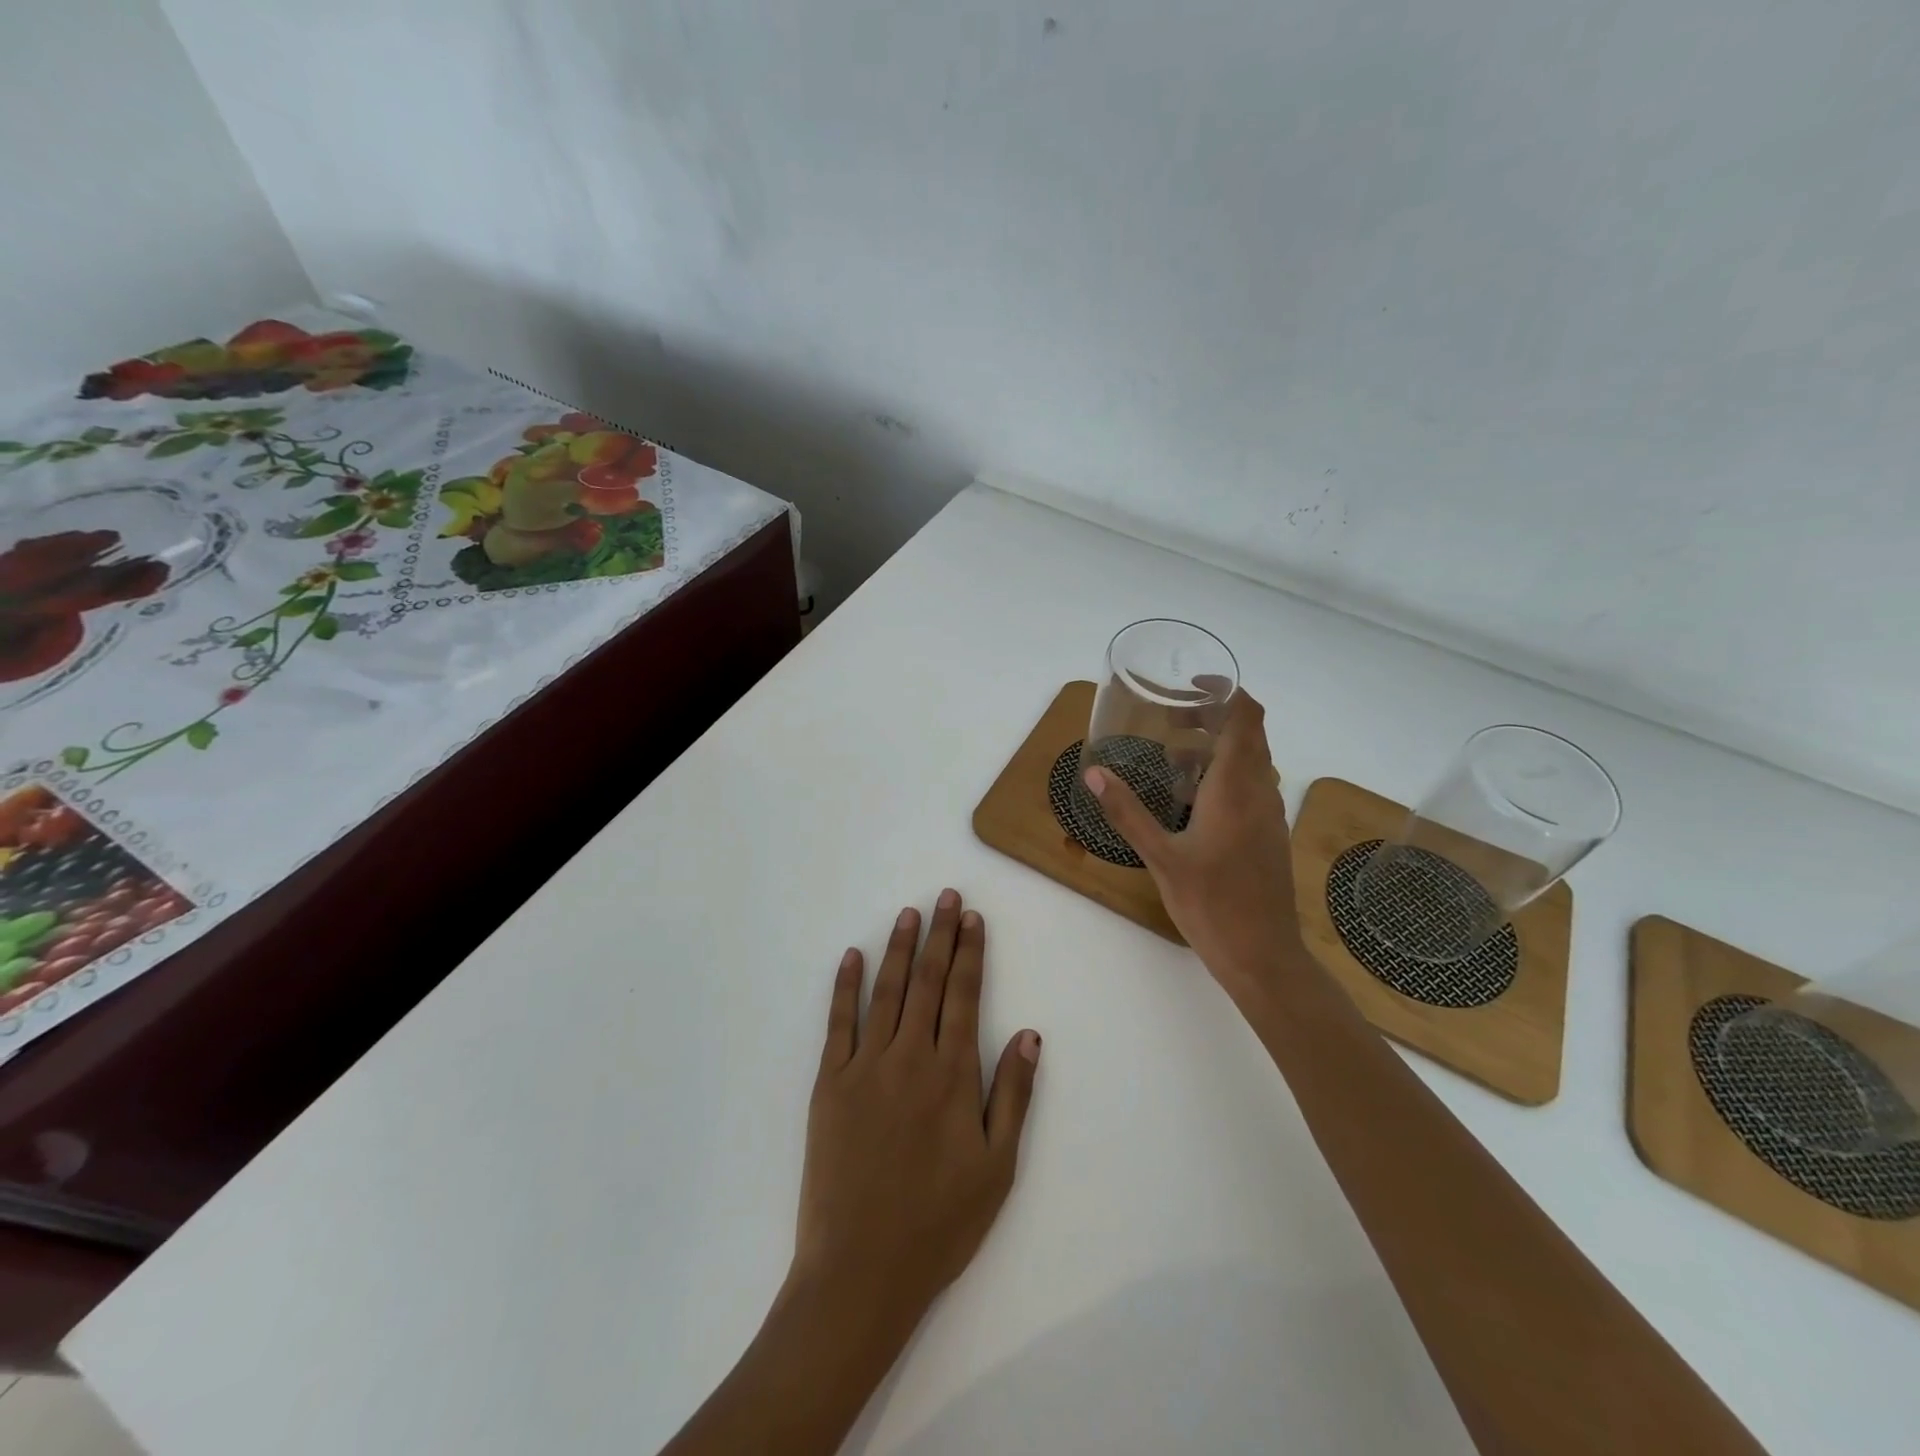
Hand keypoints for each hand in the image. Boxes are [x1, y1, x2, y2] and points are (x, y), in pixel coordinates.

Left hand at [789, 891, 1041, 1343]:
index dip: (970, 953)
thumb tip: (1028, 1034)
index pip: (963, 996)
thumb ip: (1013, 1095)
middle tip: (945, 896)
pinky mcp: (829, 1083)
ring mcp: (865, 1066)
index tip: (972, 918)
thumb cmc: (938, 1224)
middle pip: (927, 982)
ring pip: (886, 992)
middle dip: (939, 935)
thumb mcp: (996, 1168)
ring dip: (898, 948)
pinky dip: (846, 986)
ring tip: (909, 913)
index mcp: (952, 1075)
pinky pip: (838, 1023)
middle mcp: (910, 1057)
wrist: (859, 1271)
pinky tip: (851, 956)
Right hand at [1083, 691, 1301, 996]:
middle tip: (1172, 722)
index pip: (1246, 719)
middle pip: (1249, 735)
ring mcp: (1269, 815)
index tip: (1193, 685)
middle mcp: (1260, 793)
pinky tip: (1192, 802)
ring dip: (1218, 749)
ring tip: (1174, 759)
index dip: (1227, 692)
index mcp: (1236, 789)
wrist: (1263, 956)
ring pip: (1251, 762)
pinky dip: (1225, 776)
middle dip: (1214, 719)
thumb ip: (1127, 813)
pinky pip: (1251, 787)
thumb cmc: (1212, 904)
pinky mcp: (1268, 835)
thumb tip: (1095, 773)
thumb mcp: (1161, 858)